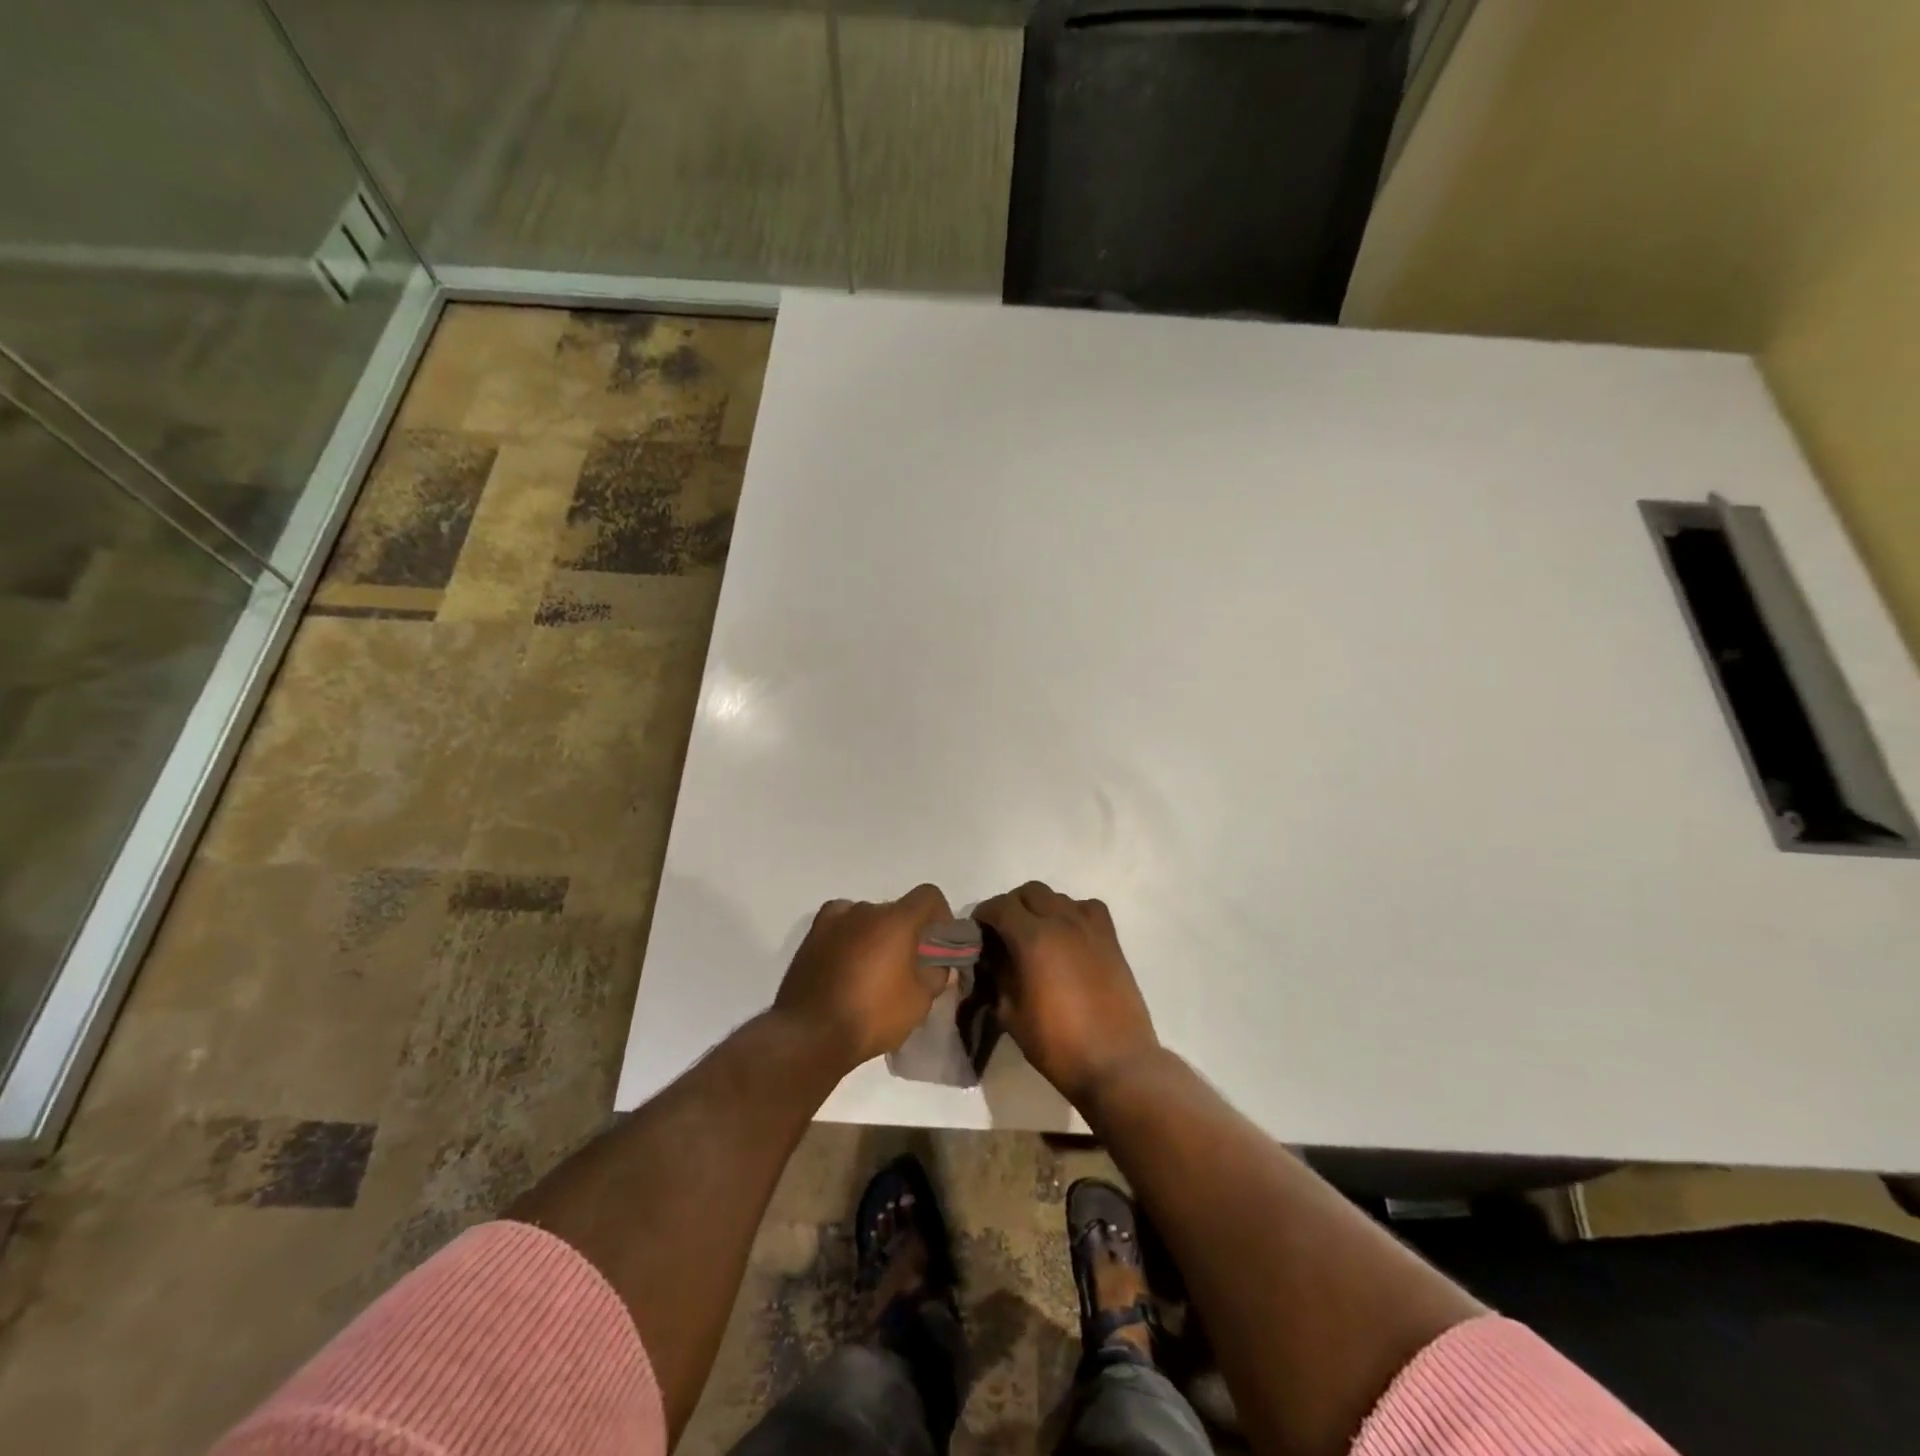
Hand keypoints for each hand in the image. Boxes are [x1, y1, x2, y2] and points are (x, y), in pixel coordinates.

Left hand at [775, 884, 953, 1070]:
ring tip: (874, 969)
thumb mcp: (918, 1003)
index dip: (940, 915)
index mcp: (896, 920)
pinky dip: (849, 936)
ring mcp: (834, 920)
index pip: (928, 896)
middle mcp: (865, 910)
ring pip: (867, 918)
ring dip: (877, 934)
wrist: (809, 1034)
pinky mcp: (811, 936)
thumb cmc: (872, 1016)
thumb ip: (935, 976)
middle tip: (908, 965)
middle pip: (896, 910)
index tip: (938, 943)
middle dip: (907, 932)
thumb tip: (937, 966)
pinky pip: (840, 925)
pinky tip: (848, 962)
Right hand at [973, 881, 1160, 1106]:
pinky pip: (1088, 908)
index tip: (976, 932)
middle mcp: (1062, 922)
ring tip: (1035, 934)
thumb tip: (991, 959)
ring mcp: (1090, 928)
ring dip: (1041, 908)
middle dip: (1011, 906)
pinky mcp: (1111, 940)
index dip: (983, 915)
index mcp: (1033, 938)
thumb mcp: (1011, 1014)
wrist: (1116, 1063)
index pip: (1000, 906)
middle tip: (1003, 932)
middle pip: (1030, 892)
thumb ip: (997, 977)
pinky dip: (1072, 912)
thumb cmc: (1057, 1044)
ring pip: (1059, 897)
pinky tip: (1069, 935)